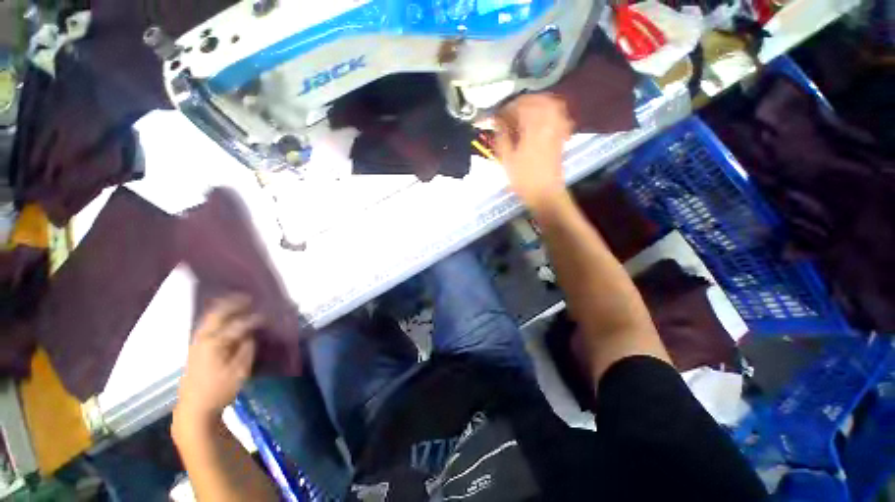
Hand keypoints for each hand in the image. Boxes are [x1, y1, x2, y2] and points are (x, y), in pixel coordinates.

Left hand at [175, 295, 261, 427]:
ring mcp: (196, 342)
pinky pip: (206, 324)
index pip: (239, 325)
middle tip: (249, 297)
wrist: (194, 408)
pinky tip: (225, 316)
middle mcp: (203, 338)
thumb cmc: (219, 390)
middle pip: (217, 314)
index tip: (268, 316)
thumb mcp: (239, 371)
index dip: (255, 319)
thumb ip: (247, 349)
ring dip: (223, 307)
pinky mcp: (195, 347)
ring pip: (209, 317)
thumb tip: (251, 334)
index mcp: (215, 343)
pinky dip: (216, 316)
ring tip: (238, 301)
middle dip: (233, 303)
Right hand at [495, 93, 572, 209]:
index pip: (520, 105)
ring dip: (535, 104)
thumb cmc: (523, 178)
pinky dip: (548, 111)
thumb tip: (497, 120)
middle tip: (509, 112)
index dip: (506, 108)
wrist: (545, 193)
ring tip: (522, 113)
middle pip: (537, 99)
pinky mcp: (561, 135)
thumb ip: (502, 136)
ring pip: (550, 104)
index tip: (497, 116)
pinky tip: (538, 120)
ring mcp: (558, 128)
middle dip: (521, 102)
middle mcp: (548, 122)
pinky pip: (558, 114)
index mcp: (533, 127)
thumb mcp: (506, 158)